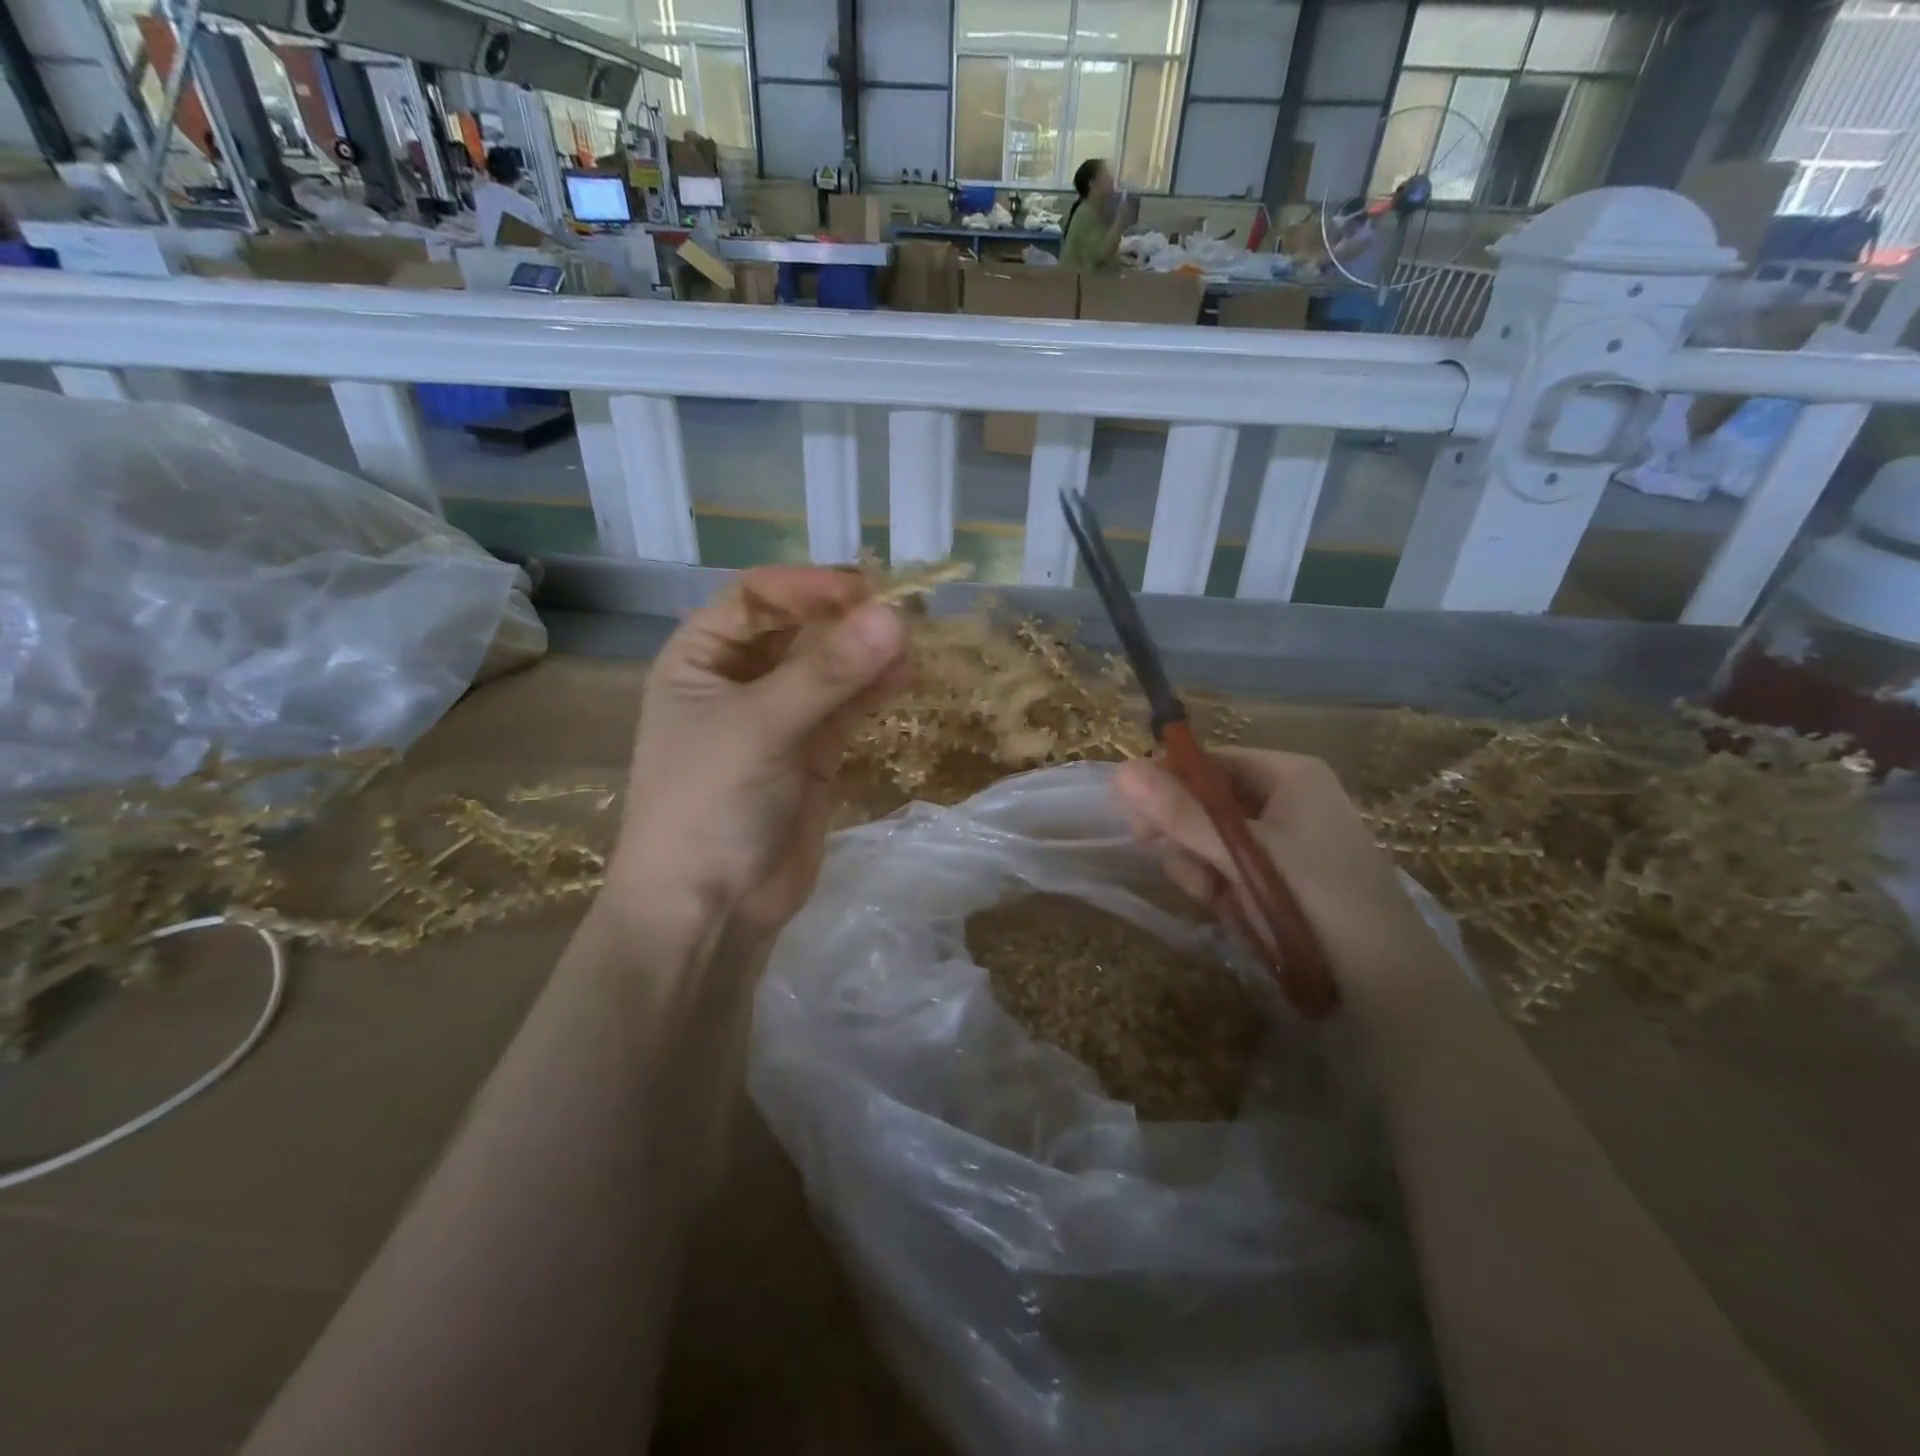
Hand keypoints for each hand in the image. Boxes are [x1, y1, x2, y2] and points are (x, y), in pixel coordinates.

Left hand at [610, 566, 907, 949]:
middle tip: (902, 615)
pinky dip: (873, 690)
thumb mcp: (760, 728)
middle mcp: (738, 680)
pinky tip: (904, 677)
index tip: (864, 590)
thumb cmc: (709, 804)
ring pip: (828, 669)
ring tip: (911, 645)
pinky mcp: (811, 753)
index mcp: (700, 658)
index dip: (808, 587)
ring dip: (866, 654)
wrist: (709, 908)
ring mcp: (778, 718)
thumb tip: (895, 617)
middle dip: (845, 620)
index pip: (756, 598)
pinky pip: (845, 707)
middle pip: (798, 630)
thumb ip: (827, 673)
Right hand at [1113, 748, 1430, 995]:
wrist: (1389, 988)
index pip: (1211, 761)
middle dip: (1186, 834)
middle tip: (1165, 856)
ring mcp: (1288, 844)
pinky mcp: (1285, 882)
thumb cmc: (1317, 899)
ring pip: (1215, 842)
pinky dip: (1224, 891)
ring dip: (1203, 868)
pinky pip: (1234, 872)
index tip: (1136, 814)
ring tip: (1216, 898)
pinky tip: (1233, 914)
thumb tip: (1120, 771)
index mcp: (1290, 775)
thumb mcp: (1242, 853)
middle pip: (1210, 802)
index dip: (1170, 783)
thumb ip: (1180, 813)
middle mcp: (1289, 801)